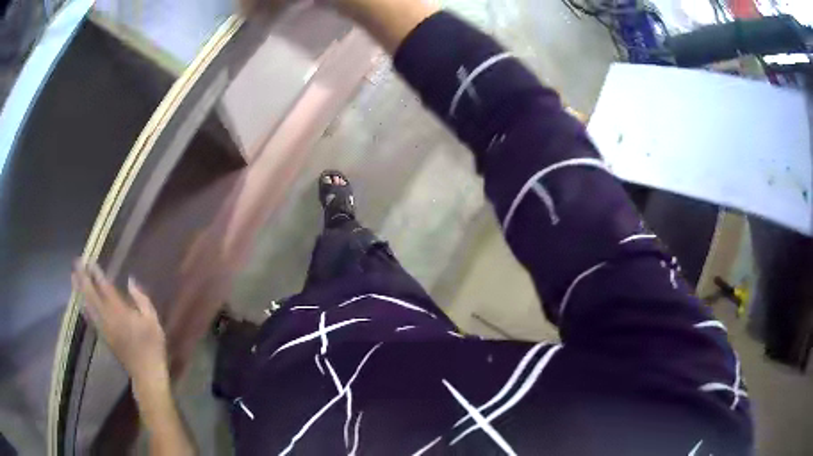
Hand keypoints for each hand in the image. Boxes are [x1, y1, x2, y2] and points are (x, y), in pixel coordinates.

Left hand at [72, 261, 168, 387]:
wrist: (146, 373)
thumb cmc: (152, 346)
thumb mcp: (153, 321)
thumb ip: (141, 299)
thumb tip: (130, 281)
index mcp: (120, 311)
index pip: (104, 287)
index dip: (96, 273)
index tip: (90, 260)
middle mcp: (107, 317)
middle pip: (91, 294)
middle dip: (83, 278)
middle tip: (76, 263)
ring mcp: (103, 328)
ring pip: (87, 305)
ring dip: (79, 291)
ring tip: (72, 277)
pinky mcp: (102, 336)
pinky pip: (89, 318)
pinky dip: (82, 306)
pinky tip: (79, 301)